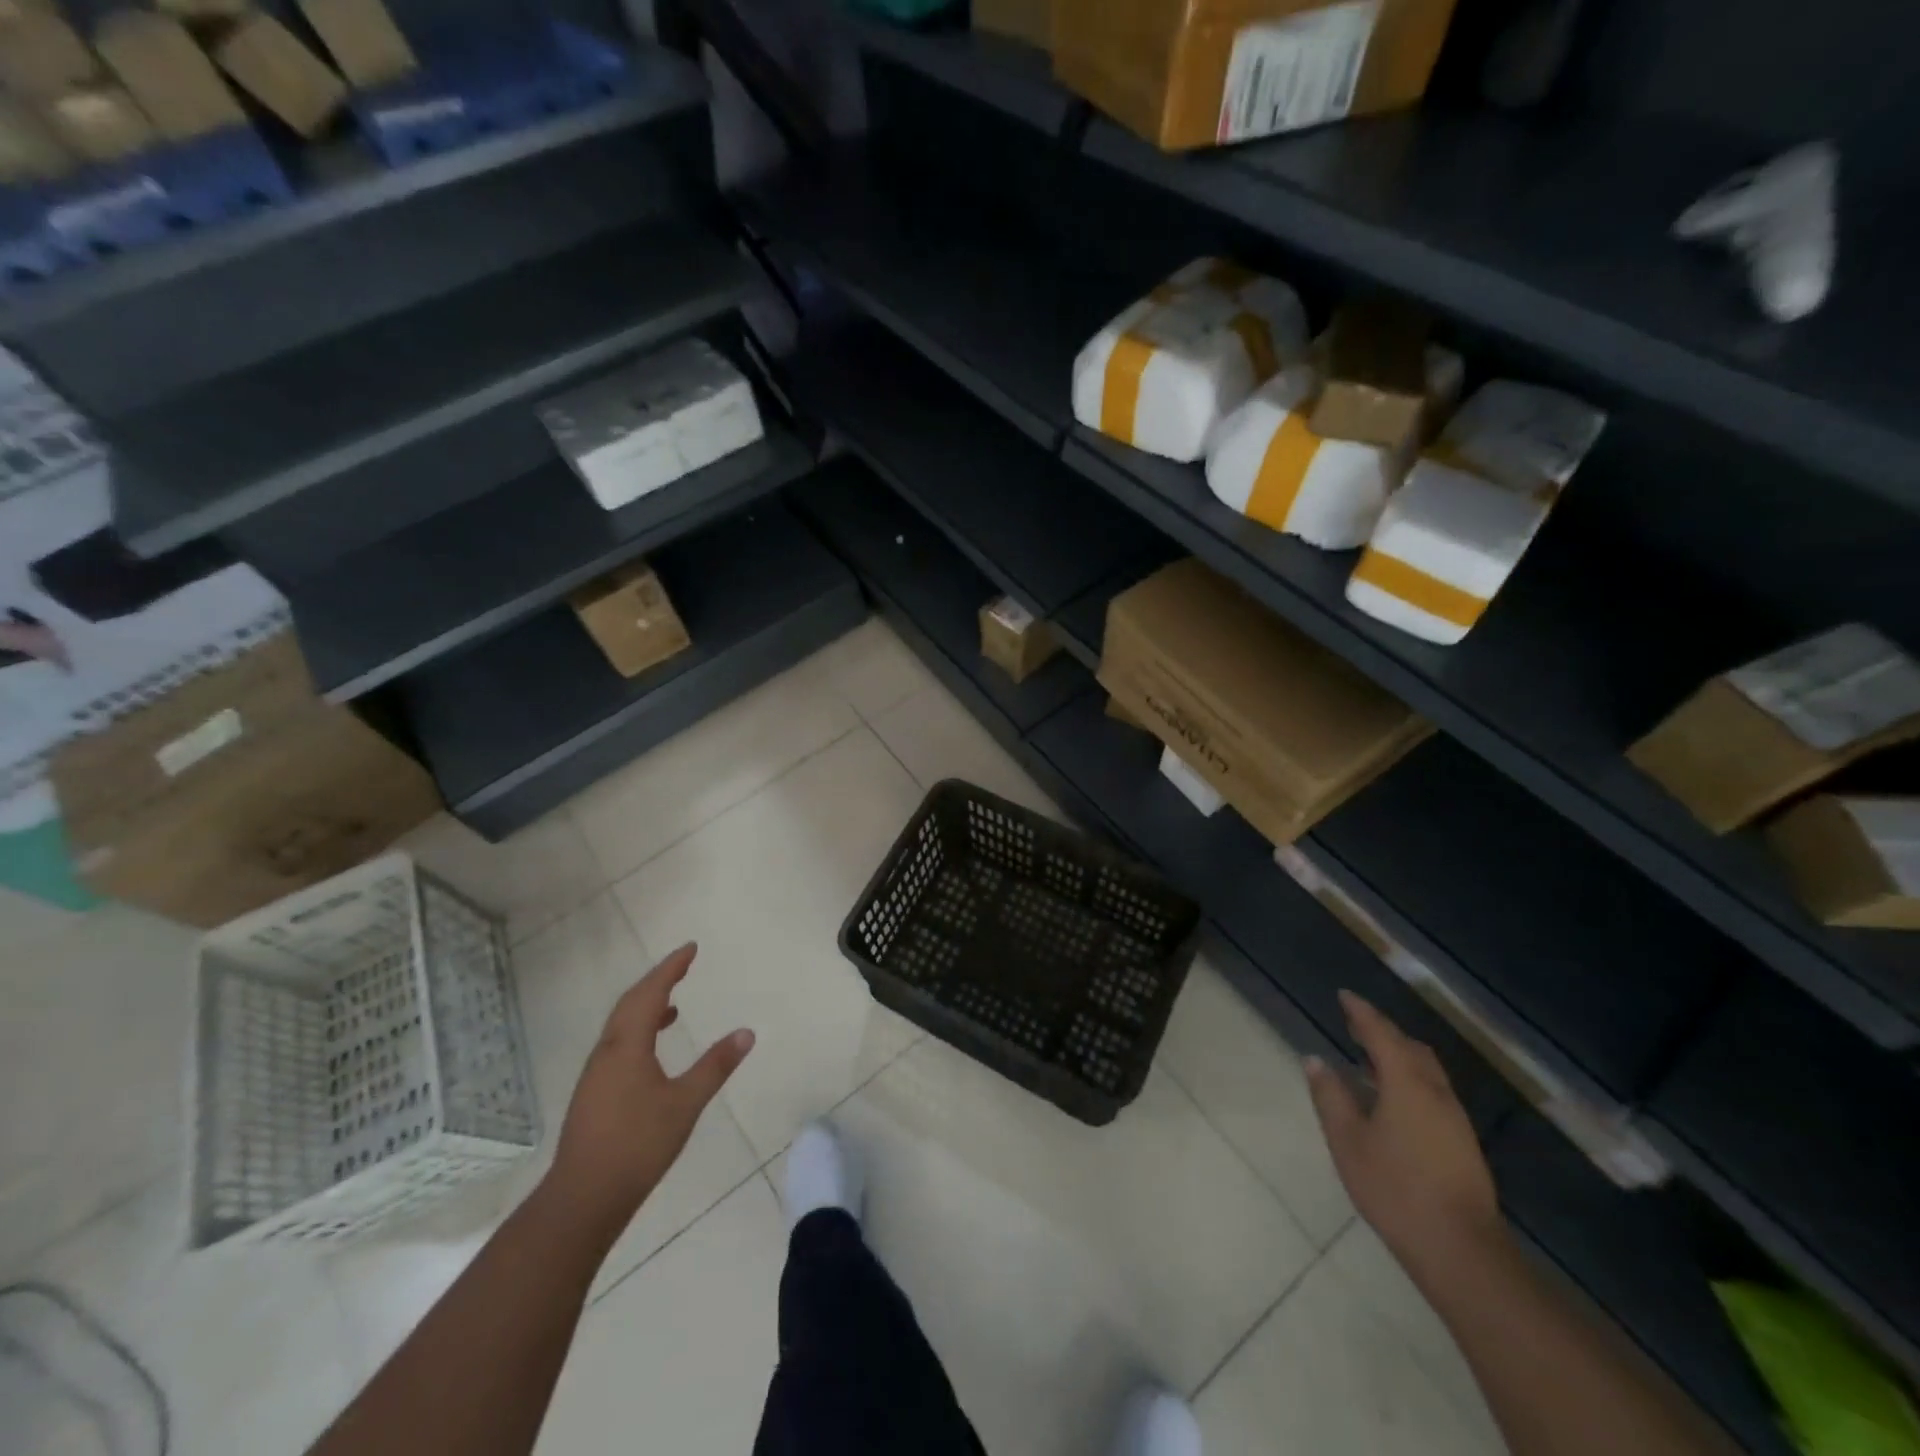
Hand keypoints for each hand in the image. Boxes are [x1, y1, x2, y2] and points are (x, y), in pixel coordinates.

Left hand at [545, 944, 753, 1233]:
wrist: (583, 1198)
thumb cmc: (638, 1145)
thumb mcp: (685, 1103)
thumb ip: (715, 1066)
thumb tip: (746, 1033)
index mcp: (627, 1045)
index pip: (650, 993)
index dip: (670, 968)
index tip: (690, 948)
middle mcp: (607, 1051)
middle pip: (630, 1003)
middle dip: (657, 980)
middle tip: (683, 966)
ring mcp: (596, 1073)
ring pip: (621, 1025)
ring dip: (646, 1006)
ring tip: (674, 1005)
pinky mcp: (594, 1093)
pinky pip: (618, 1044)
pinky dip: (639, 1030)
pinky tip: (654, 1050)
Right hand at [1305, 990, 1503, 1277]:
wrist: (1461, 1249)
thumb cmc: (1395, 1189)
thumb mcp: (1348, 1141)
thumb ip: (1330, 1096)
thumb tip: (1316, 1060)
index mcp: (1406, 1083)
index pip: (1381, 1034)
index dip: (1361, 1012)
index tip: (1344, 996)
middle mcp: (1435, 1091)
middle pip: (1410, 1047)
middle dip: (1382, 1031)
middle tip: (1354, 1025)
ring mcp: (1454, 1118)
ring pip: (1425, 1070)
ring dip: (1397, 1055)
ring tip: (1368, 1059)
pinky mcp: (1461, 1141)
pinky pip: (1432, 1090)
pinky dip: (1409, 1078)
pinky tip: (1390, 1098)